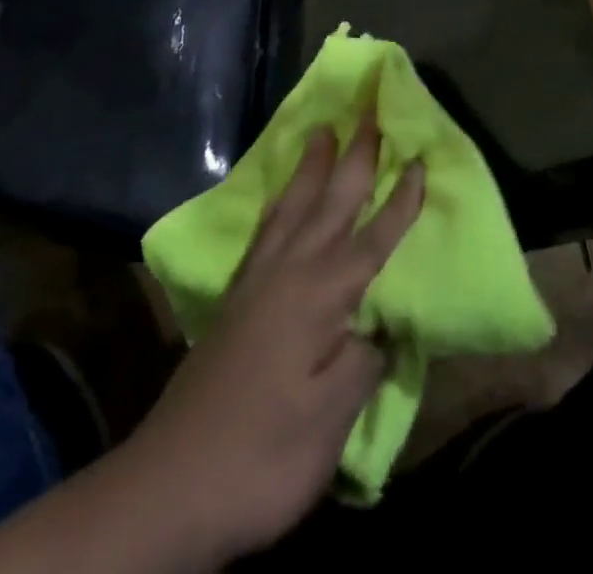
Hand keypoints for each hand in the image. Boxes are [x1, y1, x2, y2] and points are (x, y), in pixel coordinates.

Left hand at [130, 115, 423, 560]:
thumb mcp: (330, 419)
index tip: (419, 160)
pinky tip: (280, 196)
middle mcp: (289, 271)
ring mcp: (257, 279)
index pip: (373, 238)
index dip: (400, 202)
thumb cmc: (264, 452)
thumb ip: (363, 361)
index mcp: (320, 295)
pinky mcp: (236, 295)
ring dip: (312, 166)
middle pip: (330, 202)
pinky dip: (279, 201)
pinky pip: (265, 228)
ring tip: (322, 129)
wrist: (174, 481)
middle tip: (368, 111)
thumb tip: (380, 325)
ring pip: (293, 205)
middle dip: (354, 156)